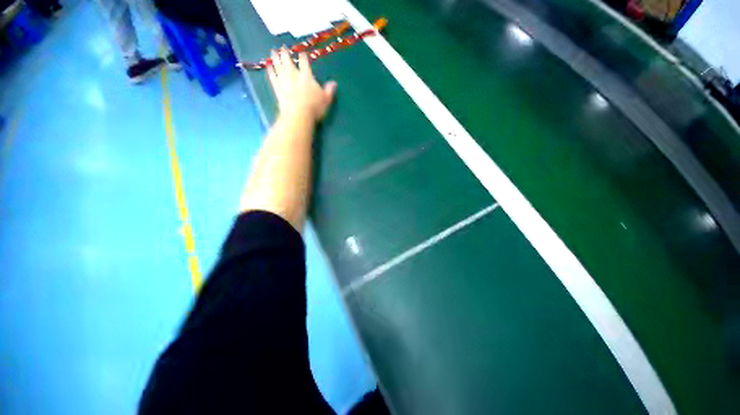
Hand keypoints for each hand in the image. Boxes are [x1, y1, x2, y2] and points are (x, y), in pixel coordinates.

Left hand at [267, 47, 336, 122]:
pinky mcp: (278, 89)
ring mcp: (284, 81)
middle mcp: (294, 75)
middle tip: (282, 47)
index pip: (304, 63)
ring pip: (279, 67)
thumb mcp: (326, 99)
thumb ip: (329, 90)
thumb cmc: (315, 107)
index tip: (301, 52)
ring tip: (273, 52)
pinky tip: (268, 67)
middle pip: (288, 61)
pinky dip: (271, 72)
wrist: (298, 115)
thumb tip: (334, 83)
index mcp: (307, 76)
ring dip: (276, 58)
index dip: (303, 57)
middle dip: (285, 53)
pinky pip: (273, 78)